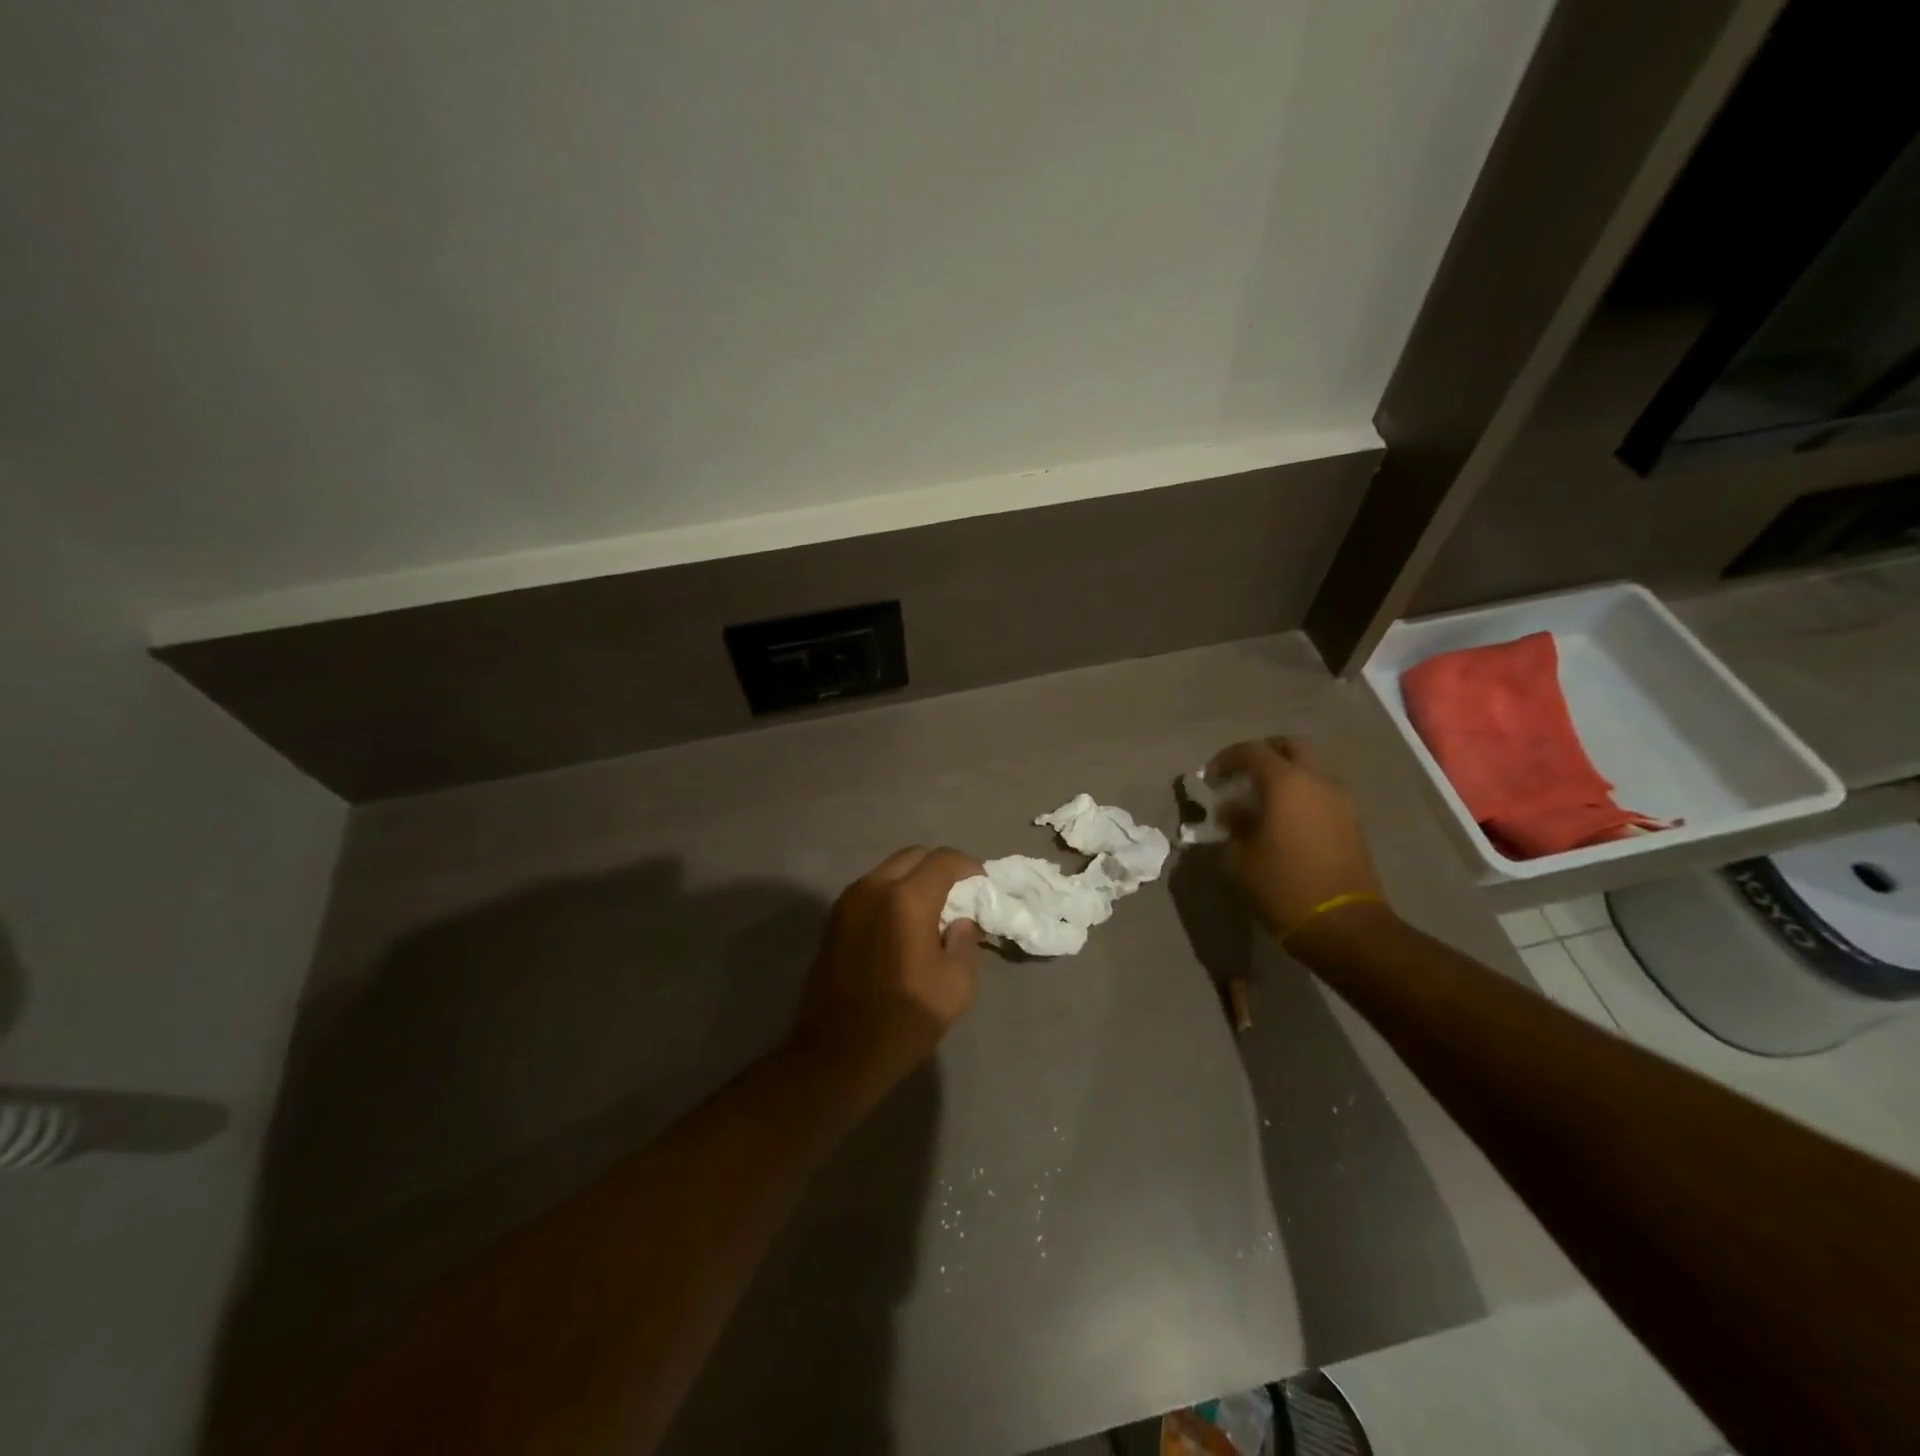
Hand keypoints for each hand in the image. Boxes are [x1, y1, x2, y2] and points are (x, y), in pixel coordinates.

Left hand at [786, 847, 984, 1105]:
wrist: (836, 1054)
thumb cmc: (903, 1021)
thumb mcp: (957, 986)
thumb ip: (965, 942)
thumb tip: (960, 921)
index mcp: (906, 899)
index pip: (944, 860)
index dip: (969, 867)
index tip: (982, 887)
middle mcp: (874, 887)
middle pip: (914, 855)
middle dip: (941, 868)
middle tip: (959, 895)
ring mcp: (848, 901)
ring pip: (889, 869)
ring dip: (915, 879)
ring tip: (932, 909)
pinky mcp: (834, 918)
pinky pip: (871, 888)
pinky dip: (893, 893)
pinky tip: (904, 923)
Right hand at [1206, 736, 1386, 938]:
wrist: (1343, 925)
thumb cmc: (1282, 886)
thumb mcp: (1240, 858)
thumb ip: (1234, 825)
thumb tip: (1233, 812)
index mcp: (1286, 783)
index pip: (1252, 752)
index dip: (1227, 759)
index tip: (1211, 777)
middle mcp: (1318, 781)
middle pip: (1291, 746)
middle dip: (1263, 754)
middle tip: (1241, 774)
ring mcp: (1341, 799)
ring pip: (1311, 767)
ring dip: (1285, 774)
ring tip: (1261, 800)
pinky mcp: (1352, 820)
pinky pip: (1322, 790)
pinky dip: (1301, 793)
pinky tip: (1283, 819)